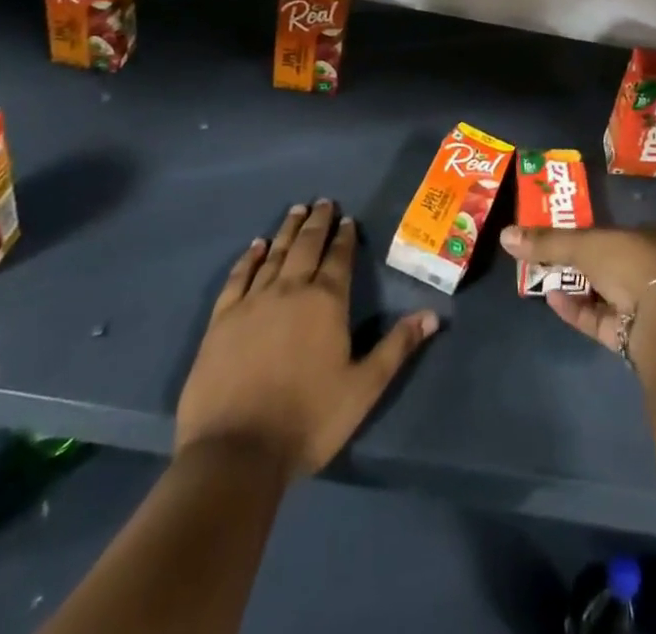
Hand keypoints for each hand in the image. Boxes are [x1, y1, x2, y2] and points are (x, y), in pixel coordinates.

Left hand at [176, 201, 438, 475]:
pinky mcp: (222, 320)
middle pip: (306, 246)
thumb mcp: (363, 388)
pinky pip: (238, 277)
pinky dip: (248, 258)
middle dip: (317, 222)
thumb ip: (397, 347)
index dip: (345, 236)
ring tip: (296, 210)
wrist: (235, 453)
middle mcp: (291, 290)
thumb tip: (433, 315)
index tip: (348, 219)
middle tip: (323, 202)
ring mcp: (253, 302)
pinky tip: (254, 246)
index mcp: (327, 301)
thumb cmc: (308, 420)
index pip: (339, 257)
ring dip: (287, 231)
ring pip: (274, 254)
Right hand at [499, 223, 655, 353]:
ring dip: (573, 285)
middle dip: (574, 261)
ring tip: (540, 278)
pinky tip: (552, 300)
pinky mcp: (630, 334)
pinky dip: (576, 309)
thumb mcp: (584, 245)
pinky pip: (598, 318)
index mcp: (643, 237)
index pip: (608, 232)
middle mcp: (645, 267)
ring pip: (600, 292)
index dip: (581, 232)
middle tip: (541, 257)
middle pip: (603, 262)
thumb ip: (547, 242)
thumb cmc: (629, 264)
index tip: (554, 233)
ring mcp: (640, 302)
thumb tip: (505, 234)